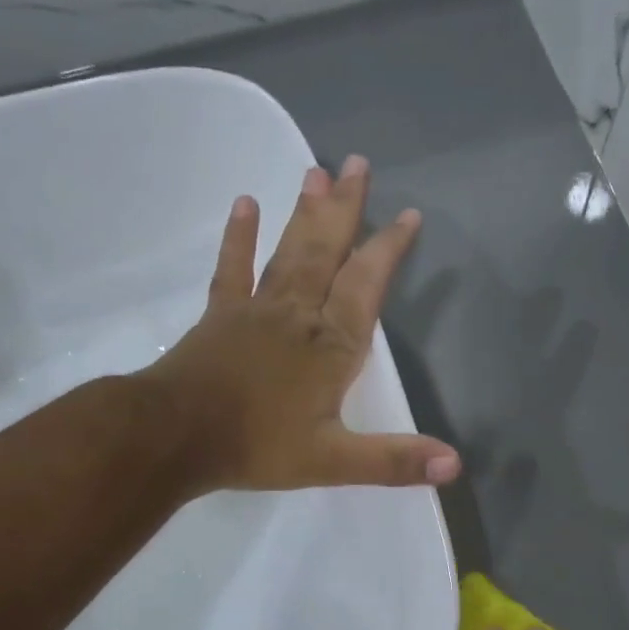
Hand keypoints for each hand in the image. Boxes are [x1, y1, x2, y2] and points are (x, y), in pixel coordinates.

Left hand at [149, 155, 460, 494]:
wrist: (172, 437)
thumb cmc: (256, 446)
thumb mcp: (333, 462)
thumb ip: (394, 461)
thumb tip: (456, 466)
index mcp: (332, 346)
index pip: (367, 285)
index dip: (389, 249)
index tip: (408, 214)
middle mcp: (299, 315)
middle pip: (327, 252)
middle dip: (346, 209)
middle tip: (357, 163)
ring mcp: (257, 310)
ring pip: (289, 252)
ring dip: (306, 213)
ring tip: (316, 171)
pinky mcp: (221, 315)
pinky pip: (234, 269)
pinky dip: (240, 237)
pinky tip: (246, 203)